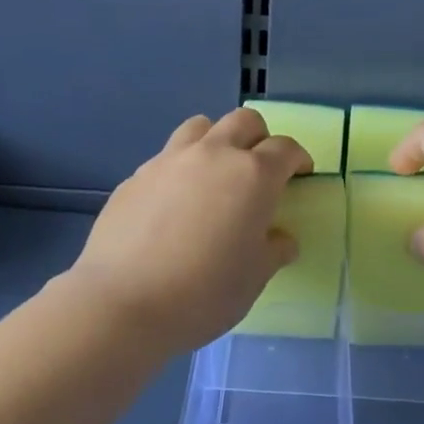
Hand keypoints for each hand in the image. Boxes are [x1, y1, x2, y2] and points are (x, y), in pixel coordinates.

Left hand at [72, 107, 311, 353]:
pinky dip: (180, 169)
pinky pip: (166, 158)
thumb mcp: (254, 278)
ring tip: (214, 173)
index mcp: (252, 175)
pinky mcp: (136, 176)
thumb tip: (280, 239)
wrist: (122, 302)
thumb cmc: (204, 292)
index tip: (300, 174)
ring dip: (216, 141)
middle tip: (259, 168)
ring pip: (200, 127)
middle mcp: (213, 155)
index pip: (284, 149)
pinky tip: (173, 204)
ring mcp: (169, 160)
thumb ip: (273, 250)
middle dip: (259, 137)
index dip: (297, 158)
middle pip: (244, 121)